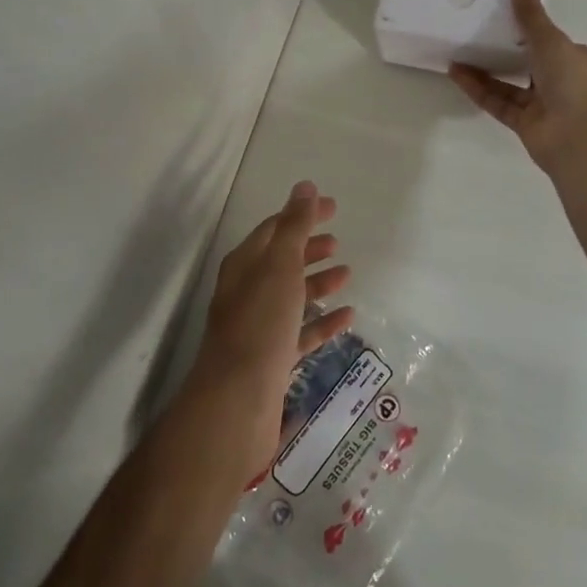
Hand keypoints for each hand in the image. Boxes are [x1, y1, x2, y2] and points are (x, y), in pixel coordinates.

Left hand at [187, 181, 353, 476]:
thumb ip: (295, 226)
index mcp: (245, 265)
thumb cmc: (260, 323)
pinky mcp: (272, 359)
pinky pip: (301, 332)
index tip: (333, 208)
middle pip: (281, 261)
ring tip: (346, 274)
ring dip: (317, 283)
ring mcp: (259, 327)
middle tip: (338, 240)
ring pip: (292, 296)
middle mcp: (247, 292)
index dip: (302, 215)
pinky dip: (323, 321)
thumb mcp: (281, 265)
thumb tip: (305, 186)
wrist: (238, 400)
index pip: (275, 228)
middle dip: (308, 248)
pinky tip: (348, 317)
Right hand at [450, 0, 586, 177]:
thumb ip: (531, 16)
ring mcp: (543, 105)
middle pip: (529, 62)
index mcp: (578, 59)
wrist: (579, 138)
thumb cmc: (572, 82)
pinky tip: (457, 74)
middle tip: (475, 32)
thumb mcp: (552, 40)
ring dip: (485, 70)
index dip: (531, 28)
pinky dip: (479, 89)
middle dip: (504, 50)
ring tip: (458, 52)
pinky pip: (498, 102)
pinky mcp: (524, 124)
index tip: (504, 15)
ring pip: (509, 84)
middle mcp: (563, 81)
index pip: (553, 40)